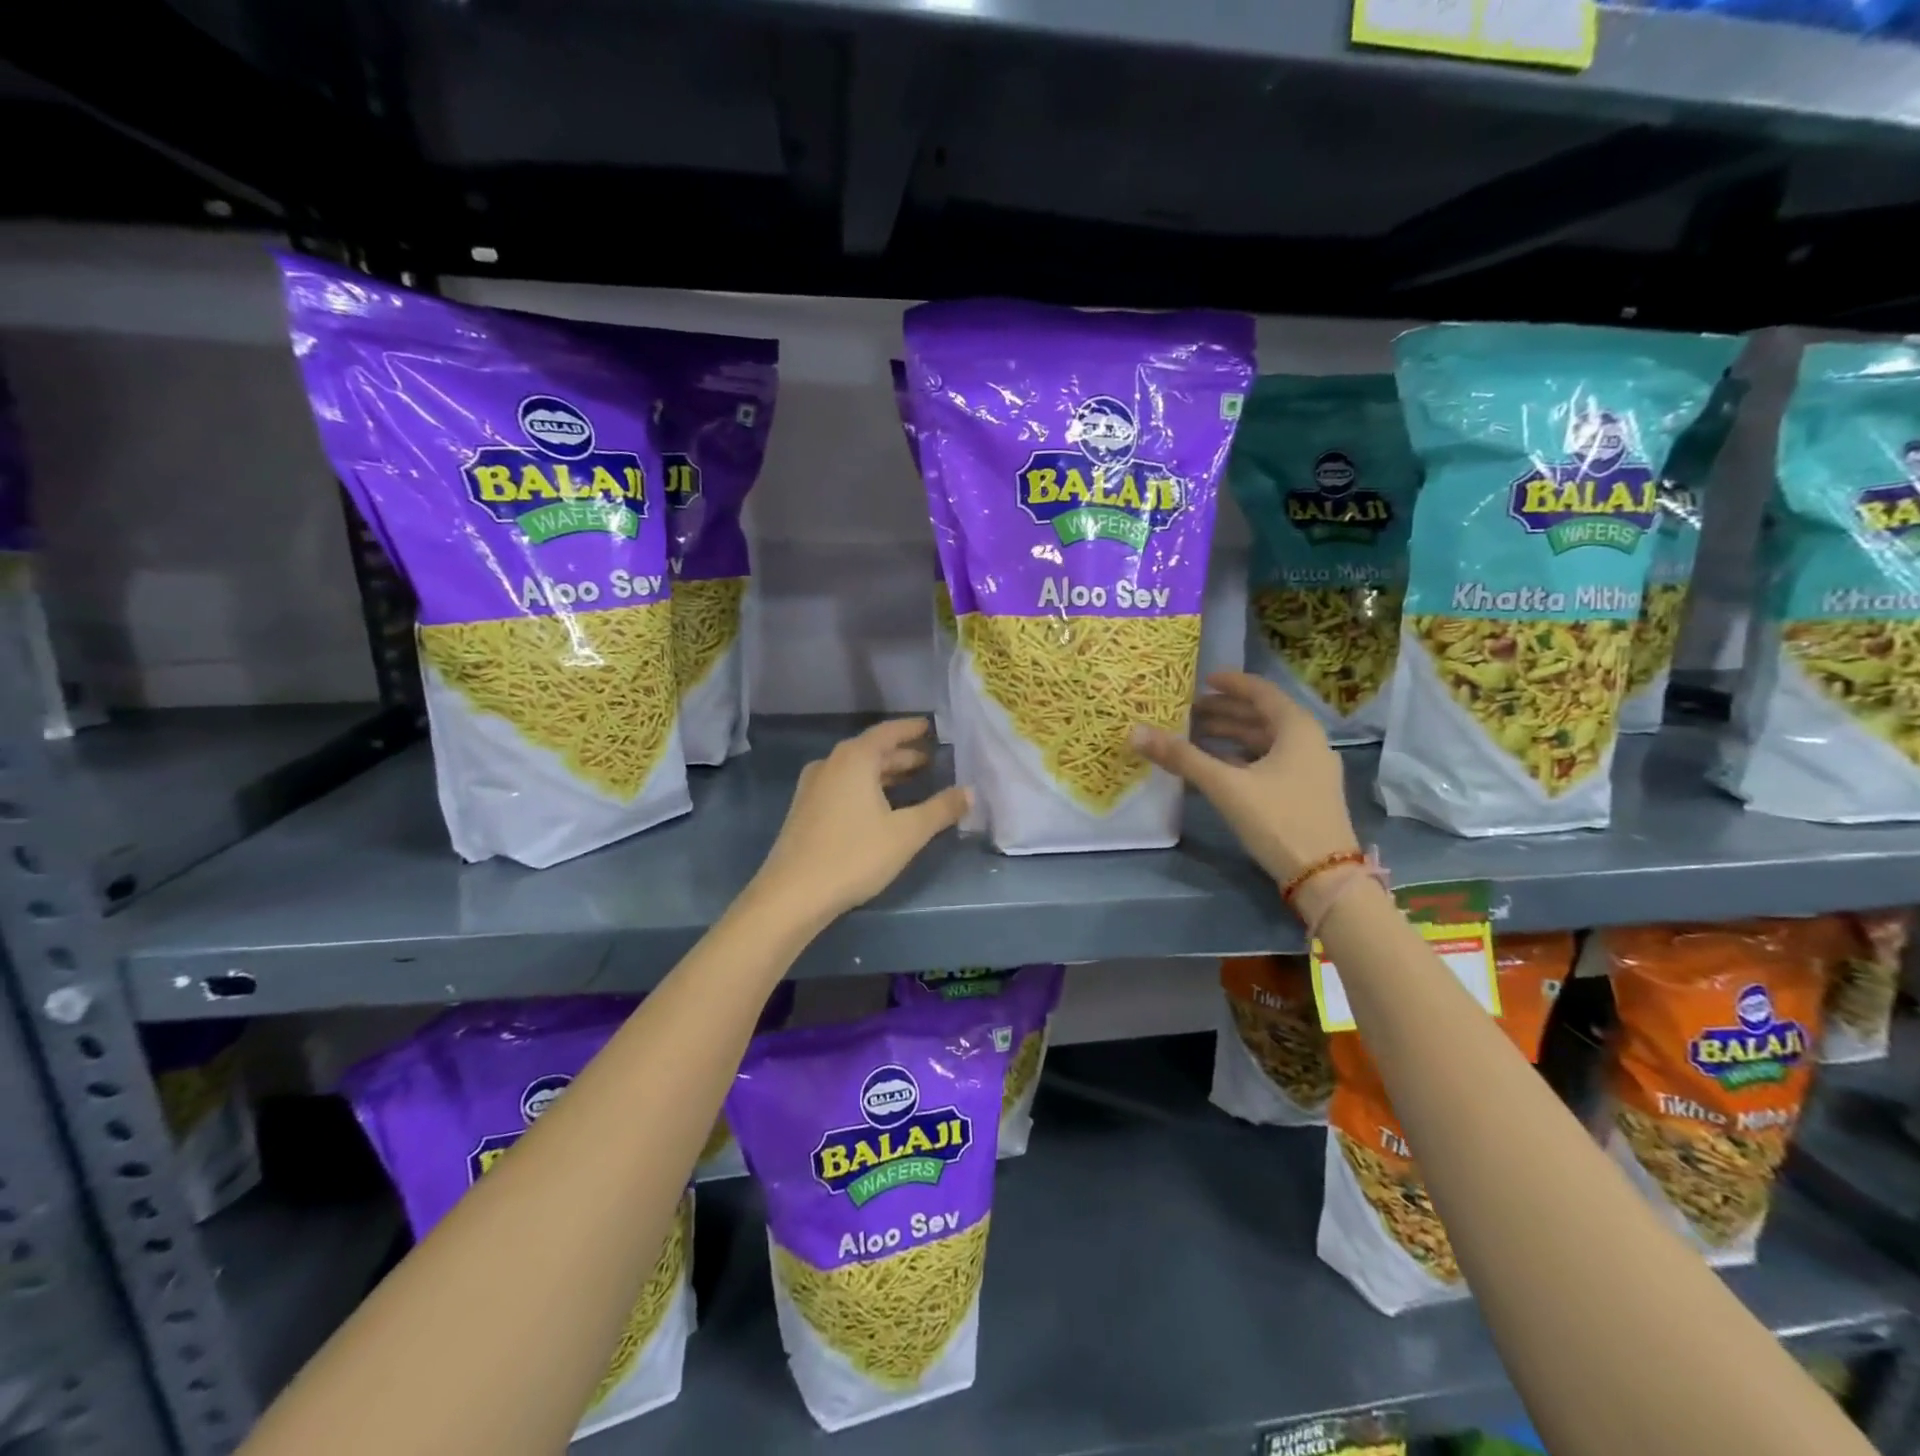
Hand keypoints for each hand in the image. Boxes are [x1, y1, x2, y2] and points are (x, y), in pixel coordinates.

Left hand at [751, 718, 970, 923]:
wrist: (793, 894)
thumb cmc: (854, 855)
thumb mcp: (906, 833)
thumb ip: (940, 809)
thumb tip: (970, 791)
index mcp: (854, 759)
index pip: (888, 732)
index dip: (912, 729)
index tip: (932, 727)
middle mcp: (831, 764)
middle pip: (872, 750)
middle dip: (902, 755)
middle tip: (932, 760)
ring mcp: (814, 786)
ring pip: (857, 770)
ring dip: (885, 773)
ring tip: (913, 781)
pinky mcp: (806, 809)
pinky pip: (843, 786)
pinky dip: (867, 787)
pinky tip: (882, 806)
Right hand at [1132, 671, 1357, 883]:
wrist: (1324, 876)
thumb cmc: (1278, 819)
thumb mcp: (1226, 786)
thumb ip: (1182, 757)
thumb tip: (1136, 732)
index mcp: (1297, 728)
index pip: (1261, 692)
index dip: (1231, 683)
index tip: (1203, 680)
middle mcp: (1308, 742)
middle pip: (1262, 716)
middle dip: (1225, 712)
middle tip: (1188, 711)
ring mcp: (1309, 770)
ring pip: (1265, 741)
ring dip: (1231, 736)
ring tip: (1195, 736)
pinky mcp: (1304, 793)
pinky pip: (1268, 762)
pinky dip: (1241, 757)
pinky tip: (1216, 766)